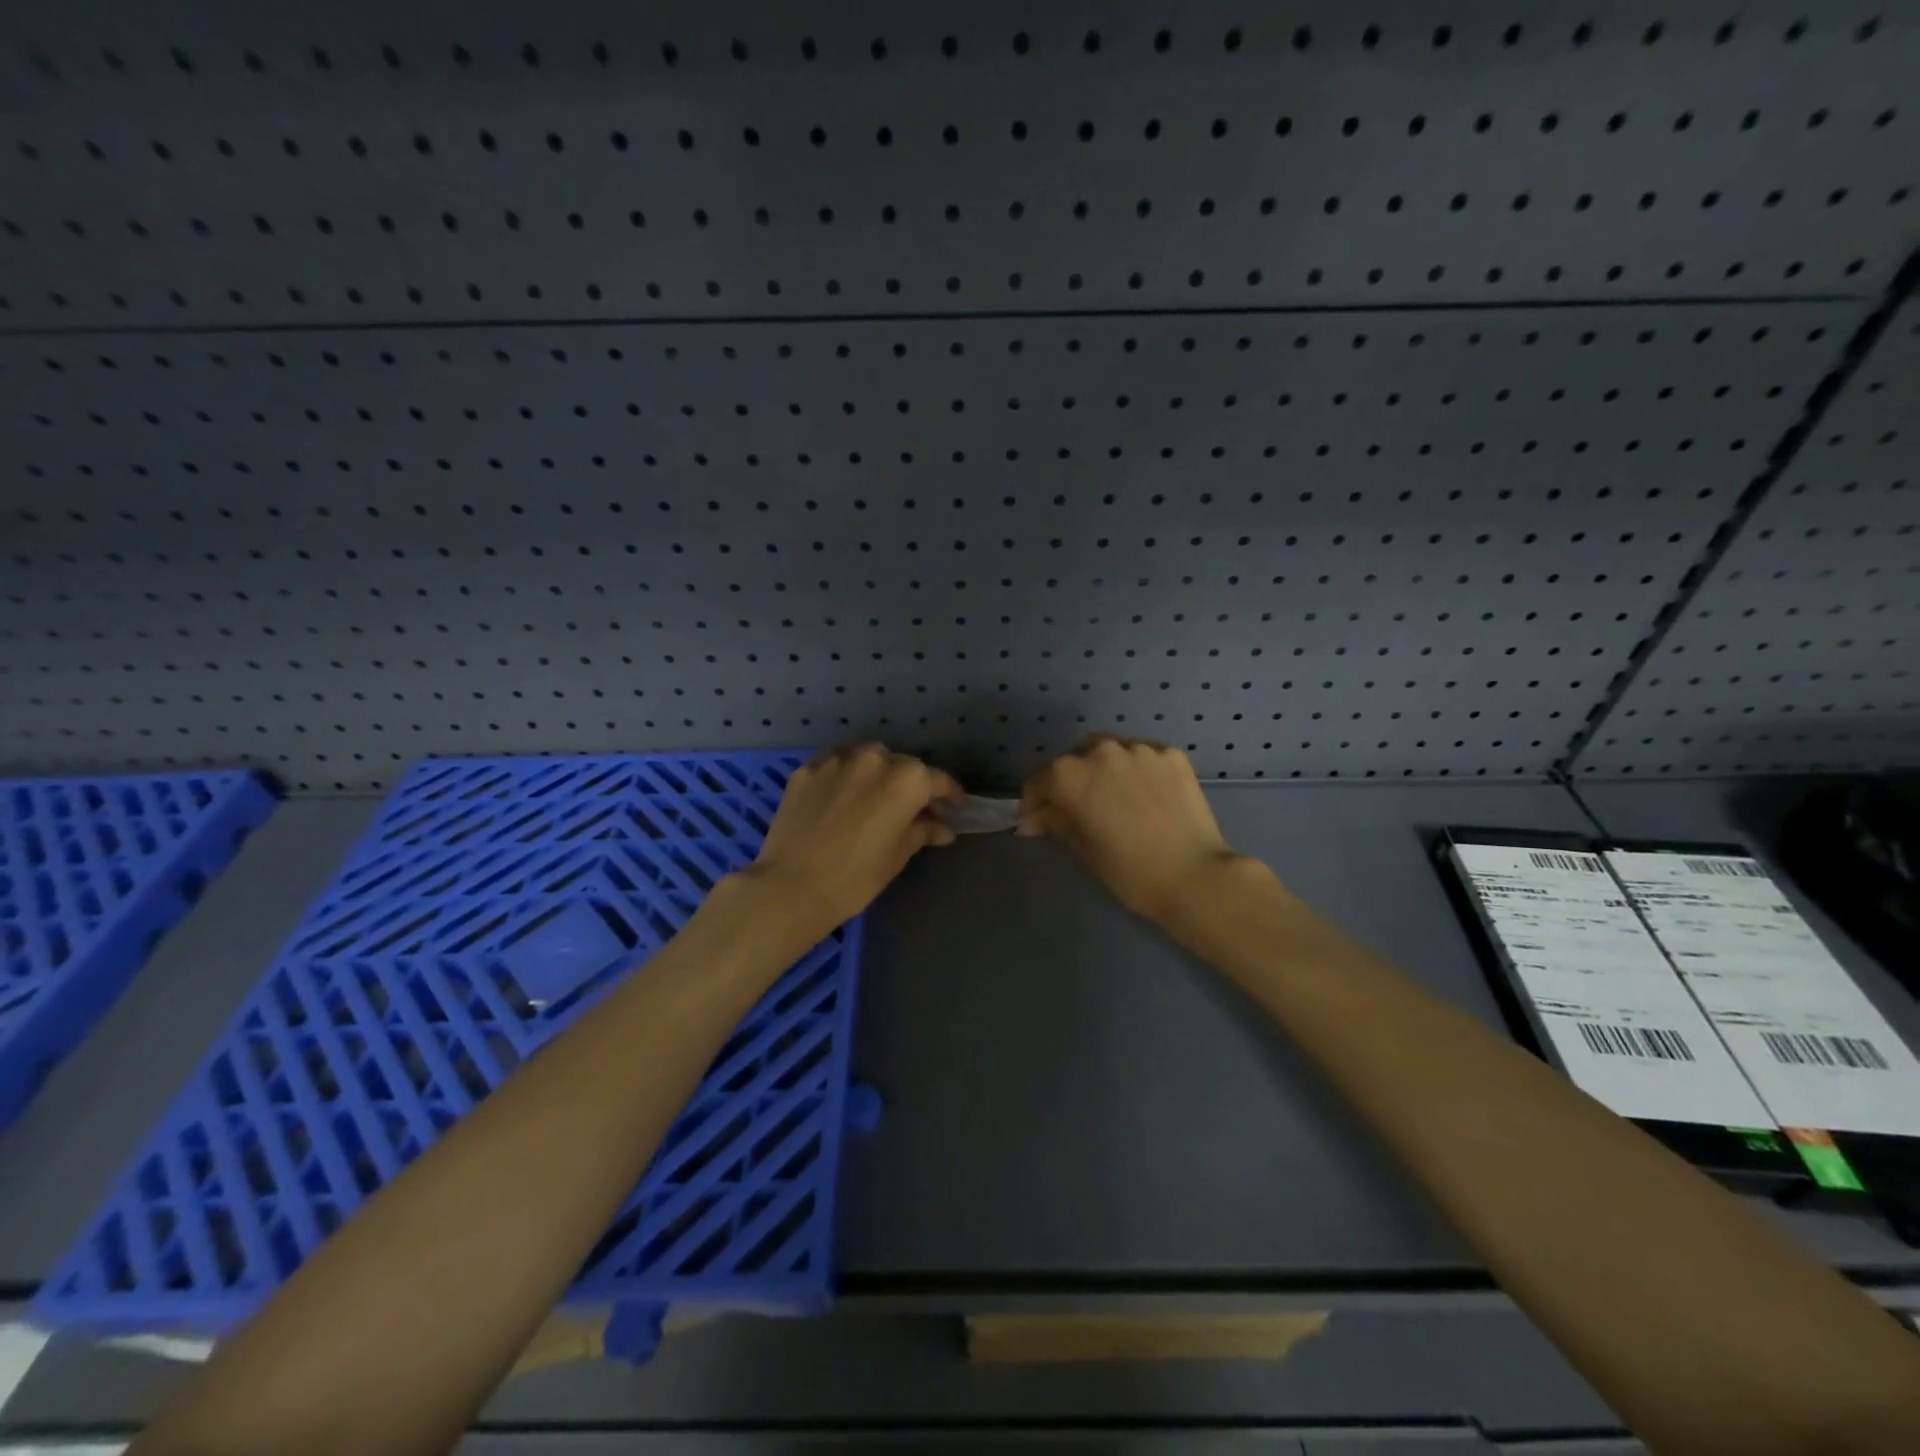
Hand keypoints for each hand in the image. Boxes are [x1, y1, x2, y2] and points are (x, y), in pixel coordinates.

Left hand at [745, 744, 962, 933]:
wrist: (791, 886)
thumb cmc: (856, 876)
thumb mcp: (898, 855)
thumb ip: (922, 832)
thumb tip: (942, 828)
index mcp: (906, 779)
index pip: (938, 781)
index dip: (950, 796)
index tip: (955, 809)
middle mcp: (874, 759)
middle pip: (903, 766)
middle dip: (912, 785)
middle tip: (914, 808)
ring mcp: (837, 760)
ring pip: (867, 759)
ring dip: (877, 774)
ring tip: (876, 797)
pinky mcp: (807, 769)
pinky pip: (836, 766)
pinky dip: (845, 776)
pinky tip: (843, 796)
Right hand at [1019, 736, 1242, 921]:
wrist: (1194, 875)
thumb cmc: (1129, 870)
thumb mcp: (1083, 849)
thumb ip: (1055, 822)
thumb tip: (1034, 818)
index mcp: (1070, 775)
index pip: (1039, 781)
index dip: (1033, 804)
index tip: (1037, 824)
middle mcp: (1101, 750)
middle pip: (1074, 760)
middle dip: (1071, 782)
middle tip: (1079, 810)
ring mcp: (1140, 749)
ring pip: (1111, 753)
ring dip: (1105, 771)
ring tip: (1116, 798)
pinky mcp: (1172, 754)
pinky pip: (1143, 757)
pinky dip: (1138, 772)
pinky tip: (1146, 796)